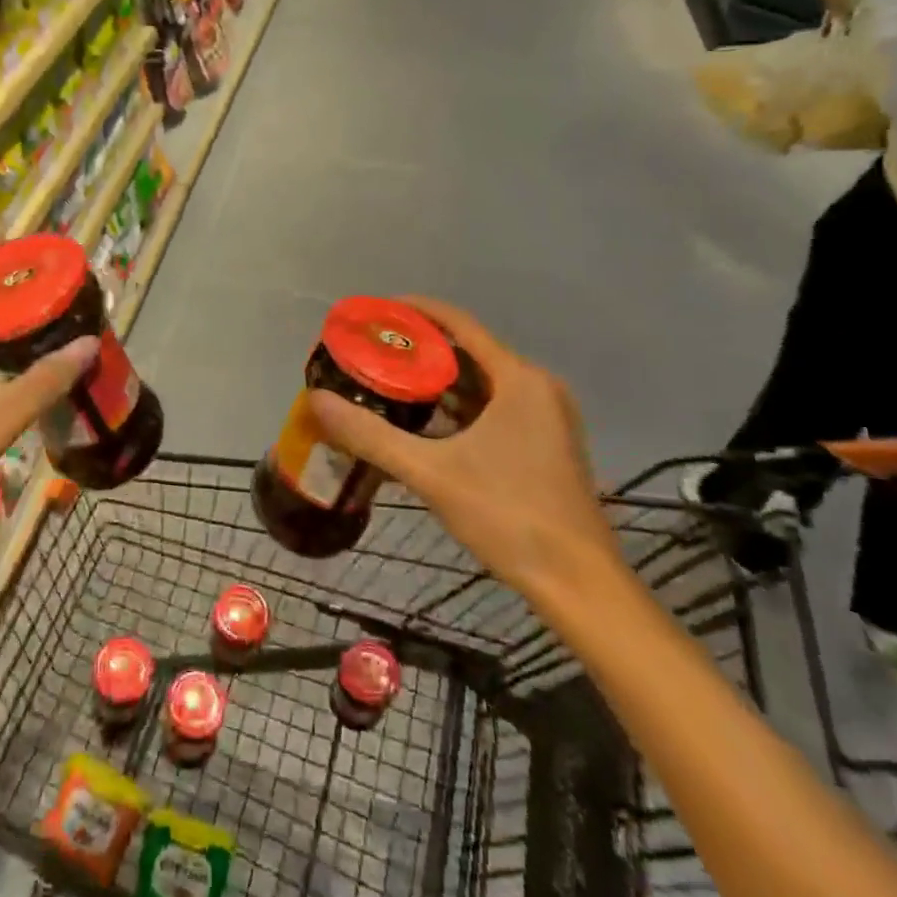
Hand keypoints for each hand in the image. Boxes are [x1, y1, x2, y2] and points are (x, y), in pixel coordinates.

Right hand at [307, 297, 622, 602]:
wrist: (579, 585)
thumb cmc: (509, 516)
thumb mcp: (432, 473)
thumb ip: (371, 436)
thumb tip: (317, 400)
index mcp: (519, 379)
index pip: (459, 323)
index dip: (414, 311)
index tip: (374, 312)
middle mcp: (536, 387)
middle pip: (469, 351)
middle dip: (418, 350)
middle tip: (372, 354)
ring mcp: (547, 417)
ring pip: (481, 383)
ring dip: (437, 382)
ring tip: (387, 384)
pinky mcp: (546, 444)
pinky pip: (493, 408)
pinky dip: (458, 408)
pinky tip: (424, 425)